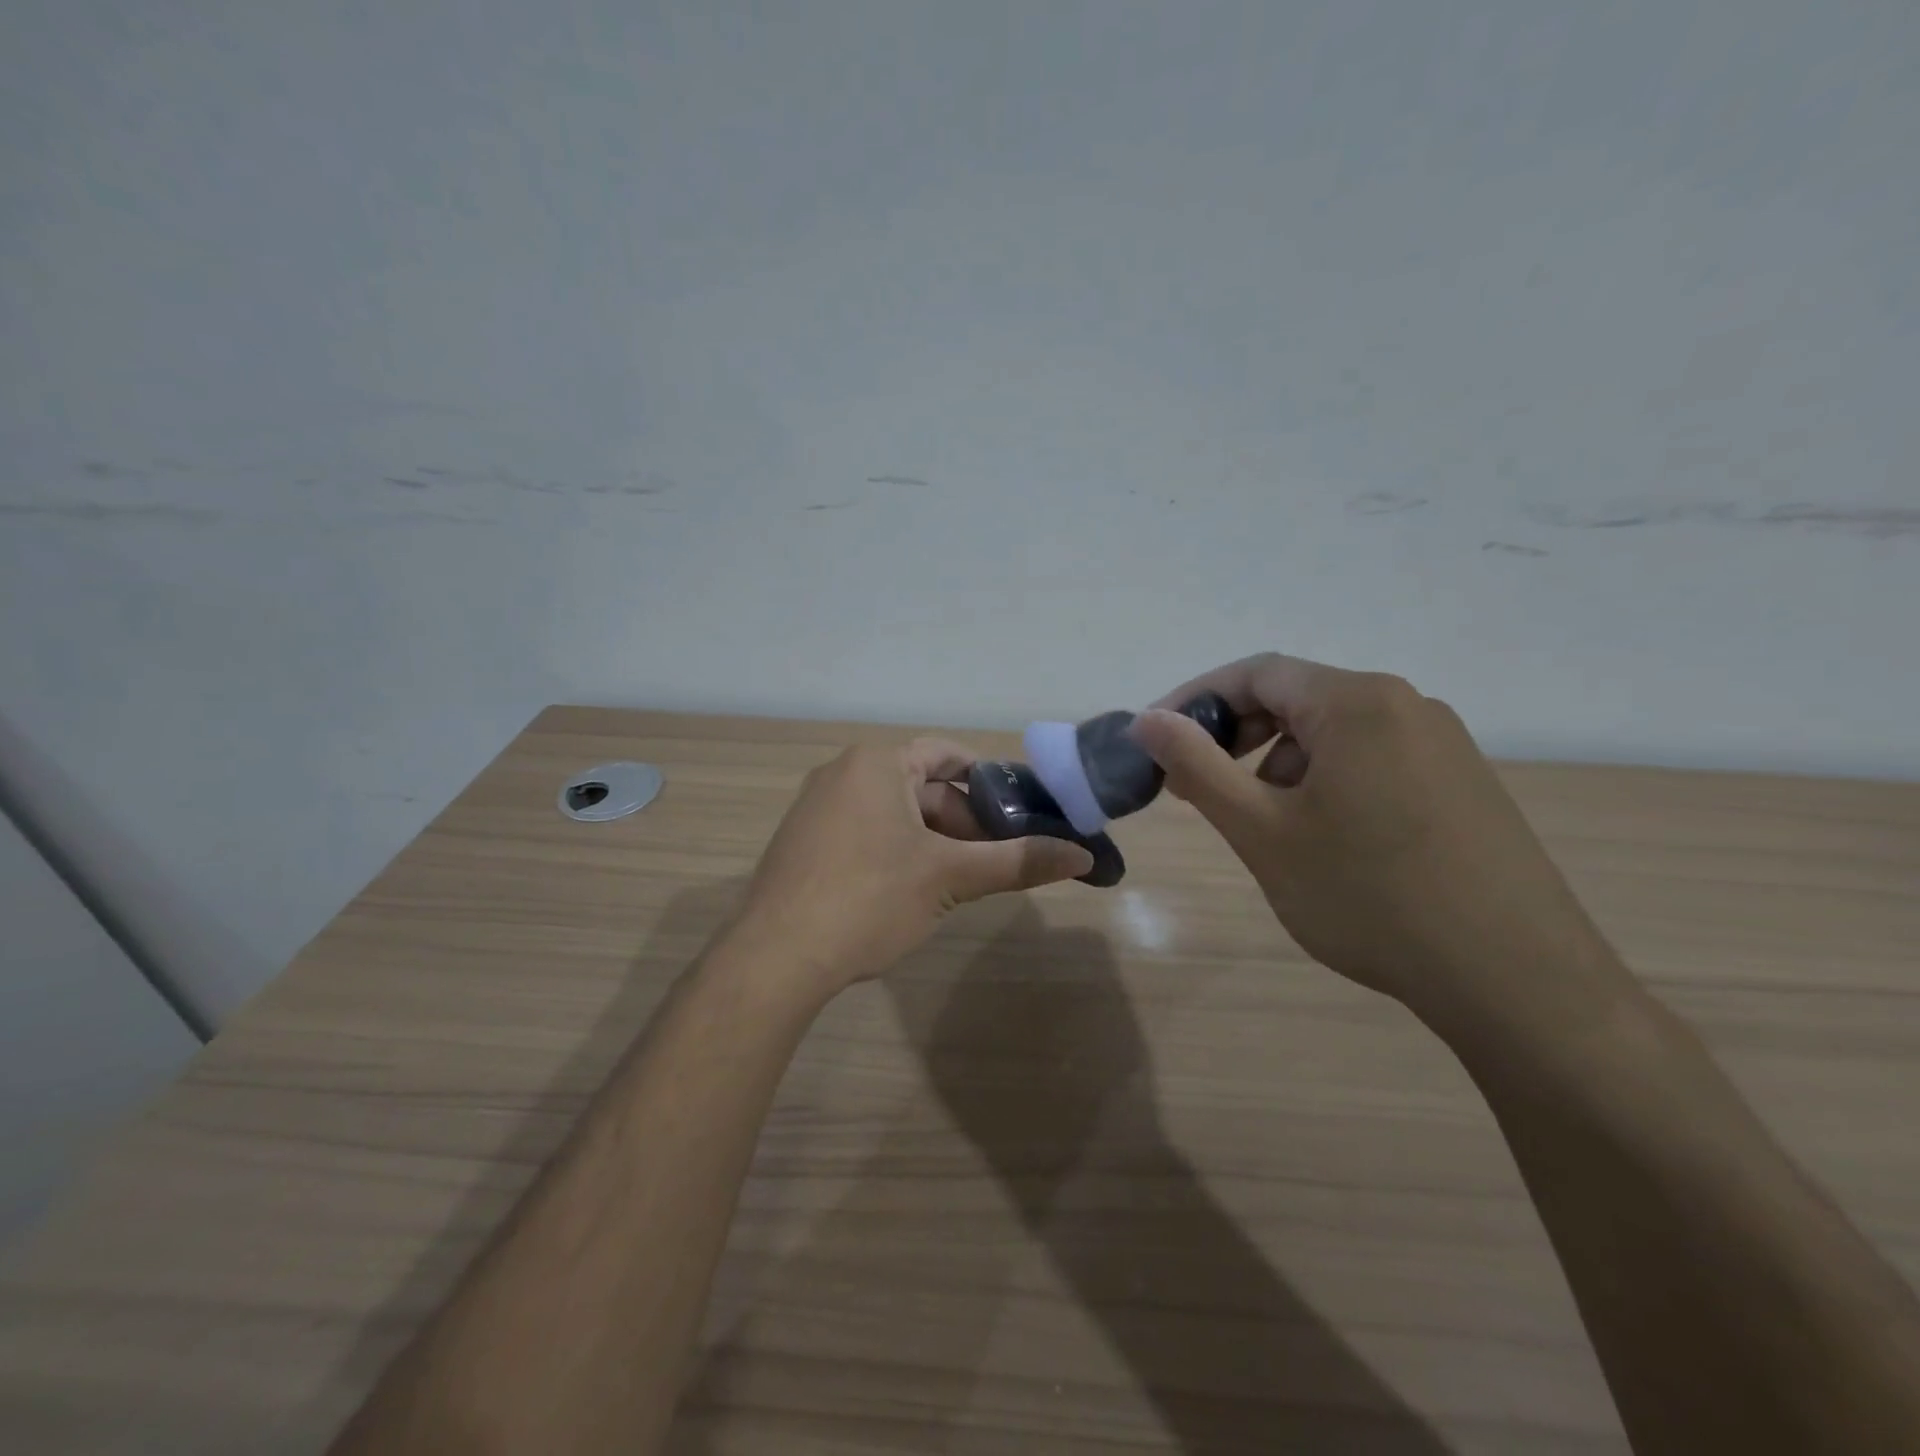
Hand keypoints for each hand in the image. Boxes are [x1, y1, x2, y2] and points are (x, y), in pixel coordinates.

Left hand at [732, 739, 1093, 996]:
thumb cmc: (868, 899)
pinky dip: (899, 853)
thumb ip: (1017, 862)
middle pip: (922, 787)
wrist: (774, 958)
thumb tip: (1082, 856)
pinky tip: (914, 894)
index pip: (947, 755)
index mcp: (876, 763)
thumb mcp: (949, 877)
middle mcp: (842, 774)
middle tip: (1000, 859)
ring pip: (895, 815)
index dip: (989, 780)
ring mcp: (817, 809)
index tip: (1021, 811)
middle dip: (964, 821)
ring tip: (965, 881)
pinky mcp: (804, 844)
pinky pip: (865, 834)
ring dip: (934, 842)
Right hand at [1130, 654, 1627, 1035]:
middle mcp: (1406, 705)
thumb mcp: (1262, 831)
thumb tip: (1146, 720)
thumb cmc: (1369, 897)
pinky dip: (1326, 781)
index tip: (1157, 742)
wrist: (1517, 982)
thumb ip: (1196, 766)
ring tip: (1262, 824)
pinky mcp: (1463, 782)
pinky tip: (1324, 839)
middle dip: (1236, 735)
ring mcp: (1444, 743)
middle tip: (1197, 787)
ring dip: (1279, 763)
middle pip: (1296, 697)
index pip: (1255, 673)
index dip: (1195, 700)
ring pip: (1334, 732)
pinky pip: (1374, 759)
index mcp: (1356, 702)